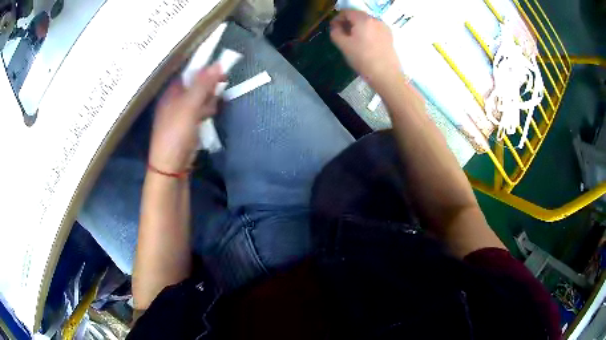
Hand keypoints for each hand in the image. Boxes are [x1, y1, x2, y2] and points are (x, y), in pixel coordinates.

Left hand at [148, 63, 223, 173]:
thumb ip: (203, 86)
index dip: (204, 69)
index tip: (220, 70)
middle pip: (195, 86)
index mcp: (171, 94)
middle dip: (208, 86)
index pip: (188, 74)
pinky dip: (205, 112)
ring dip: (208, 100)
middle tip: (219, 90)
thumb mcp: (189, 107)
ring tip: (212, 107)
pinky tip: (210, 116)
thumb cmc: (176, 134)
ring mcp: (180, 115)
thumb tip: (218, 64)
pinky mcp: (186, 127)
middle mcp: (174, 102)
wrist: (170, 168)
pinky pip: (198, 113)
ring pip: (198, 100)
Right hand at [330, 10, 400, 87]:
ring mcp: (384, 28)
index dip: (337, 19)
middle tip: (341, 35)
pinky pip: (374, 29)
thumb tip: (335, 27)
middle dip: (348, 23)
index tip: (333, 29)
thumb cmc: (363, 59)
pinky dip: (367, 32)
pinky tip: (365, 44)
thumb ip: (335, 32)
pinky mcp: (389, 36)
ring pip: (367, 23)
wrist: (386, 75)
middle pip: (358, 16)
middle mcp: (375, 20)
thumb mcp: (343, 45)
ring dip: (358, 27)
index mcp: (363, 19)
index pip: (347, 12)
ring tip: (353, 40)